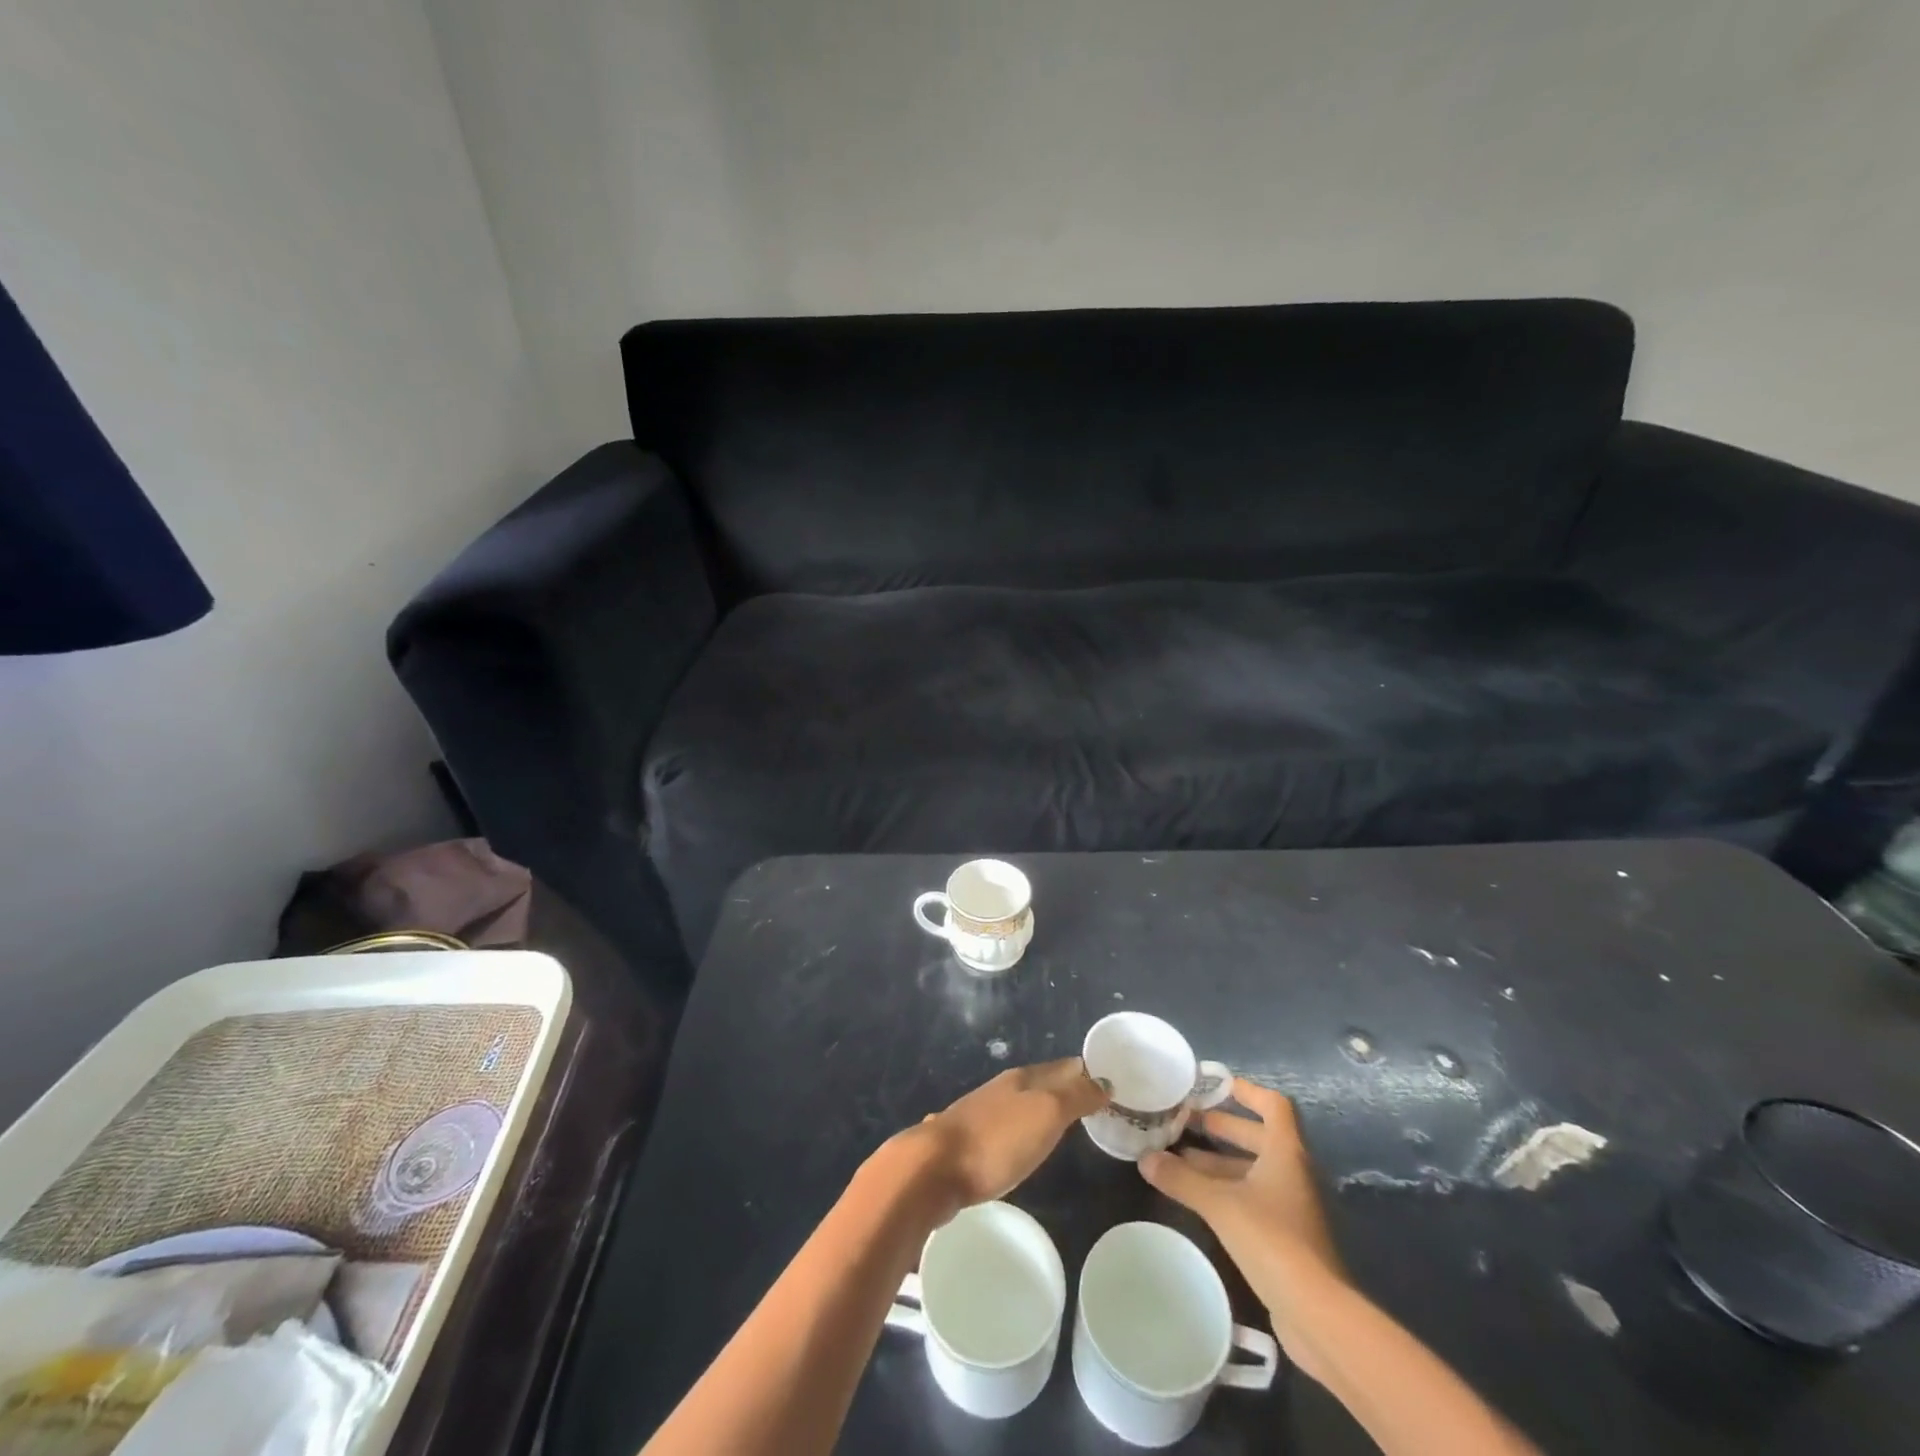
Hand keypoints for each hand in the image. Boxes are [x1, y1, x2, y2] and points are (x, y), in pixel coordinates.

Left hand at [904, 1058, 1107, 1210]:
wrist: (933, 1169)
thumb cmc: (997, 1140)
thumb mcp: (1046, 1114)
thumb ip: (1075, 1097)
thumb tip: (1103, 1080)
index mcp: (1022, 1079)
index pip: (1062, 1067)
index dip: (1085, 1072)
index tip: (1108, 1080)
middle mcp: (1001, 1089)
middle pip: (1040, 1083)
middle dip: (1065, 1087)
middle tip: (1092, 1101)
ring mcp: (979, 1113)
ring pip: (1019, 1103)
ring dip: (1040, 1107)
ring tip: (1060, 1121)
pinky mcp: (966, 1142)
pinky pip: (1001, 1127)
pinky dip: (1017, 1128)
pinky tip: (1016, 1142)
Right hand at [1139, 1079, 1346, 1340]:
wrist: (1317, 1313)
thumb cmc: (1272, 1240)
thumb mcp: (1220, 1204)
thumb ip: (1181, 1179)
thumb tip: (1145, 1158)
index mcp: (1285, 1152)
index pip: (1272, 1105)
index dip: (1245, 1090)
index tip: (1213, 1084)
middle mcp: (1292, 1171)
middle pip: (1257, 1135)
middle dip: (1221, 1126)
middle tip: (1184, 1121)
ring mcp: (1291, 1205)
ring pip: (1252, 1169)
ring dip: (1218, 1161)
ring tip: (1178, 1158)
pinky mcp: (1286, 1236)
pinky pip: (1252, 1197)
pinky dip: (1225, 1190)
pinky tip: (1196, 1197)